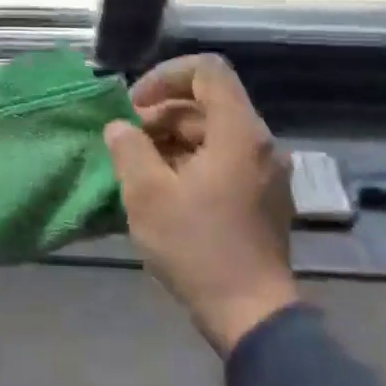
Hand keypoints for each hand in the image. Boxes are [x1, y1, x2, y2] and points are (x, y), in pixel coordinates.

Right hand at [103, 55, 297, 353]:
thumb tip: (119, 127)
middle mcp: (260, 144)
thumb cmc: (197, 247)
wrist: (250, 314)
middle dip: (161, 114)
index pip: (207, 71)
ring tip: (139, 168)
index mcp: (238, 133)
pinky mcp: (263, 196)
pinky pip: (223, 158)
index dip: (165, 76)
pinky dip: (190, 160)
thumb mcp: (147, 195)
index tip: (134, 106)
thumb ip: (128, 149)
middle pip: (207, 103)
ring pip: (213, 132)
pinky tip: (163, 188)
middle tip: (127, 143)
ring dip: (172, 139)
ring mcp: (266, 172)